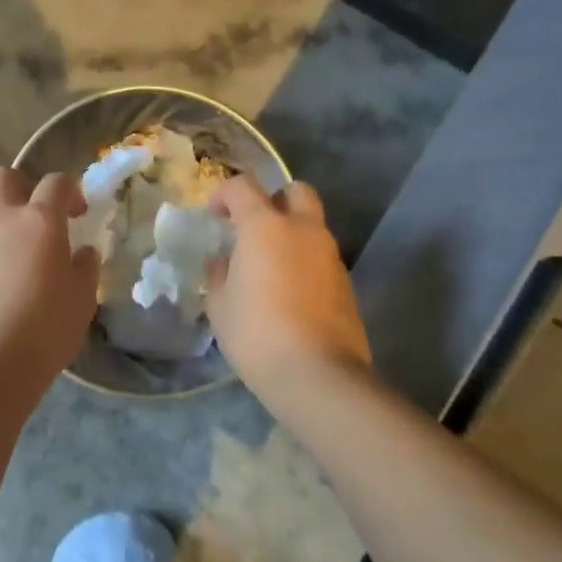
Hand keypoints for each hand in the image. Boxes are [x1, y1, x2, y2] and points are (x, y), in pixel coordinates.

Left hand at [0, 167, 98, 389]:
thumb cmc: (46, 328)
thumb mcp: (82, 299)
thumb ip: (85, 268)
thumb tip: (82, 253)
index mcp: (38, 221)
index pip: (55, 182)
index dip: (70, 190)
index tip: (78, 212)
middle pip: (1, 177)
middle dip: (20, 185)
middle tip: (36, 213)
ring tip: (13, 246)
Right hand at [206, 176, 371, 401]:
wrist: (318, 375)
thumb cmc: (256, 333)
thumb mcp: (219, 305)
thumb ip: (217, 275)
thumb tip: (222, 262)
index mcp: (265, 226)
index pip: (243, 187)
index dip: (224, 194)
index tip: (214, 217)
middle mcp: (302, 230)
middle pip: (295, 191)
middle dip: (274, 200)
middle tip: (254, 228)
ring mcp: (330, 255)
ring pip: (312, 226)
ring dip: (291, 234)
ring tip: (270, 267)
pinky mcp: (346, 283)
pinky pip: (321, 257)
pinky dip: (305, 262)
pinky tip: (290, 293)